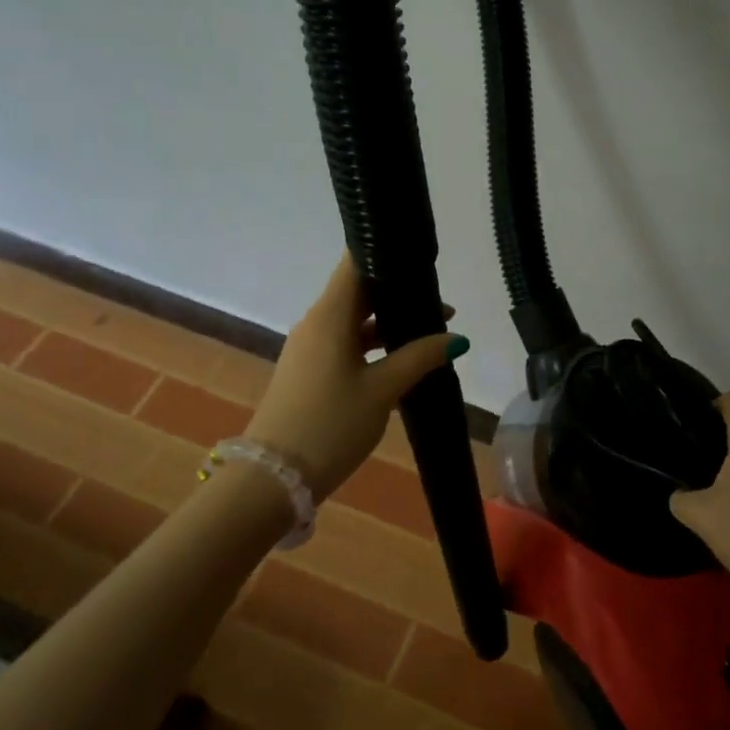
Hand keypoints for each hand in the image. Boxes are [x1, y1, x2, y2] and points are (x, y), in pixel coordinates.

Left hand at [243, 253, 467, 500]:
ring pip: (354, 320)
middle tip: (438, 295)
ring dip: (389, 321)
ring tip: (431, 327)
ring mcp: (310, 348)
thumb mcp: (382, 390)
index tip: (418, 253)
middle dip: (397, 291)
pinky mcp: (309, 371)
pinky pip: (346, 343)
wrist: (273, 479)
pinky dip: (373, 344)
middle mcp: (316, 322)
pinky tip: (403, 358)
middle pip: (359, 290)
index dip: (385, 251)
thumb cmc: (331, 424)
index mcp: (330, 315)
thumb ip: (420, 358)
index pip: (356, 262)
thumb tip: (456, 338)